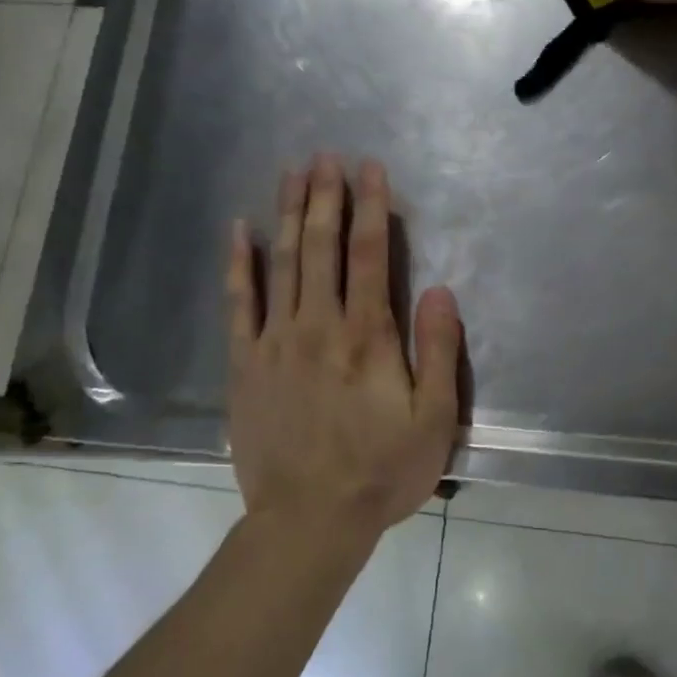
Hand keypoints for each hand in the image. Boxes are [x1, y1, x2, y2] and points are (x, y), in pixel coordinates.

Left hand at [226, 155, 462, 541]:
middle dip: (326, 197)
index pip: (369, 256)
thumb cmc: (381, 472)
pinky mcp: (245, 364)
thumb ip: (438, 352)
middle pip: (321, 247)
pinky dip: (238, 263)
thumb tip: (438, 290)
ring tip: (291, 172)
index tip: (370, 168)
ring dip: (288, 214)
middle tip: (326, 156)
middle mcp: (318, 326)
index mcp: (367, 337)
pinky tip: (238, 230)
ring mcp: (275, 342)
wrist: (308, 521)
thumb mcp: (433, 421)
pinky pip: (239, 303)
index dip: (371, 207)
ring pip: (282, 263)